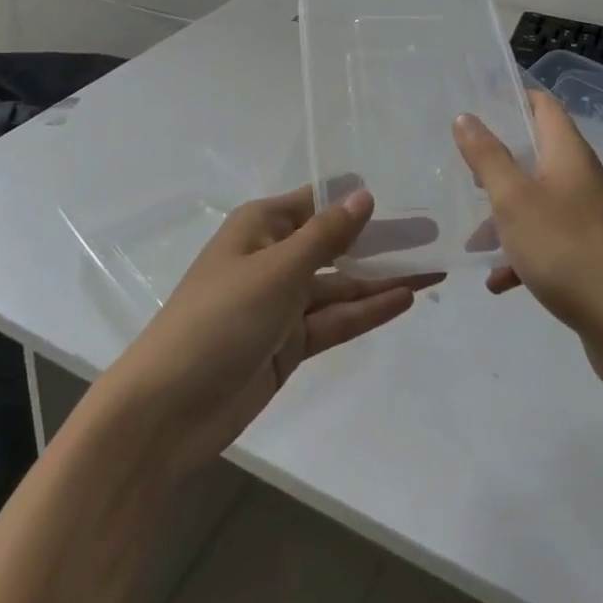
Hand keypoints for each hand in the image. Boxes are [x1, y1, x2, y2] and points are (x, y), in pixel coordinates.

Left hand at [106, 187, 439, 476]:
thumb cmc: (219, 319)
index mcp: (261, 227)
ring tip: (434, 270)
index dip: (357, 199)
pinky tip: (405, 300)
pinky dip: (367, 311)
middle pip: (335, 245)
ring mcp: (282, 304)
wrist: (168, 410)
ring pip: (341, 285)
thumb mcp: (277, 270)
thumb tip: (363, 195)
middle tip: (433, 235)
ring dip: (382, 279)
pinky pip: (335, 320)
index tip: (405, 192)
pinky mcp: (289, 345)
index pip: (317, 202)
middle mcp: (273, 258)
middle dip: (380, 241)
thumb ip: (325, 236)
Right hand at [453, 91, 602, 377]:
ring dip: (506, 214)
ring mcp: (592, 218)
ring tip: (474, 238)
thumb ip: (487, 157)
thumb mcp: (513, 200)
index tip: (480, 104)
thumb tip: (467, 117)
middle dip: (500, 162)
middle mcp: (584, 179)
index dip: (515, 98)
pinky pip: (550, 241)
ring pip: (540, 201)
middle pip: (539, 154)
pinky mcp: (593, 254)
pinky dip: (524, 253)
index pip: (545, 106)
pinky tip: (499, 281)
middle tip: (467, 171)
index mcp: (569, 155)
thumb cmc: (565, 250)